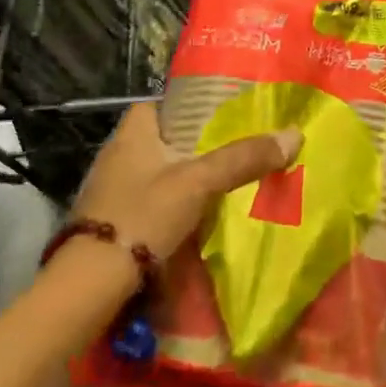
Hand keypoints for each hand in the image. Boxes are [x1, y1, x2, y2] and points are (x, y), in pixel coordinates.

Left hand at [73, 104, 301, 260]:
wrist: (92, 282)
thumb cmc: (143, 215)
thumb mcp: (199, 182)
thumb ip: (243, 159)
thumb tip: (294, 134)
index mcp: (132, 133)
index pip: (159, 104)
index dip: (188, 106)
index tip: (220, 115)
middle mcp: (117, 155)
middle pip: (162, 139)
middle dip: (193, 144)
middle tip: (232, 149)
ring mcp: (111, 190)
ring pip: (157, 172)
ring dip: (183, 176)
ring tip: (222, 182)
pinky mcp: (112, 222)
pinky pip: (149, 201)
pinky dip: (171, 204)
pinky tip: (195, 216)